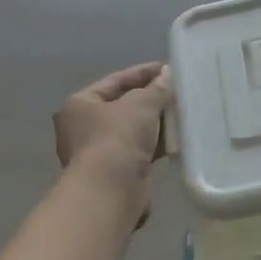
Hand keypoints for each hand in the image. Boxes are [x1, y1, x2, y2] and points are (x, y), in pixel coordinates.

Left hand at [53, 62, 171, 192]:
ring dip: (154, 122)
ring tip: (181, 113)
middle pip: (122, 106)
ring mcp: (97, 152)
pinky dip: (154, 144)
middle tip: (176, 91)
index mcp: (79, 105)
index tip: (167, 68)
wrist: (112, 190)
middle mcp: (82, 128)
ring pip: (131, 130)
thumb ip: (156, 88)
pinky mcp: (114, 173)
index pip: (115, 81)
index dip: (142, 73)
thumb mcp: (141, 104)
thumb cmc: (118, 137)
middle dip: (150, 99)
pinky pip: (138, 150)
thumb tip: (167, 76)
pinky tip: (175, 139)